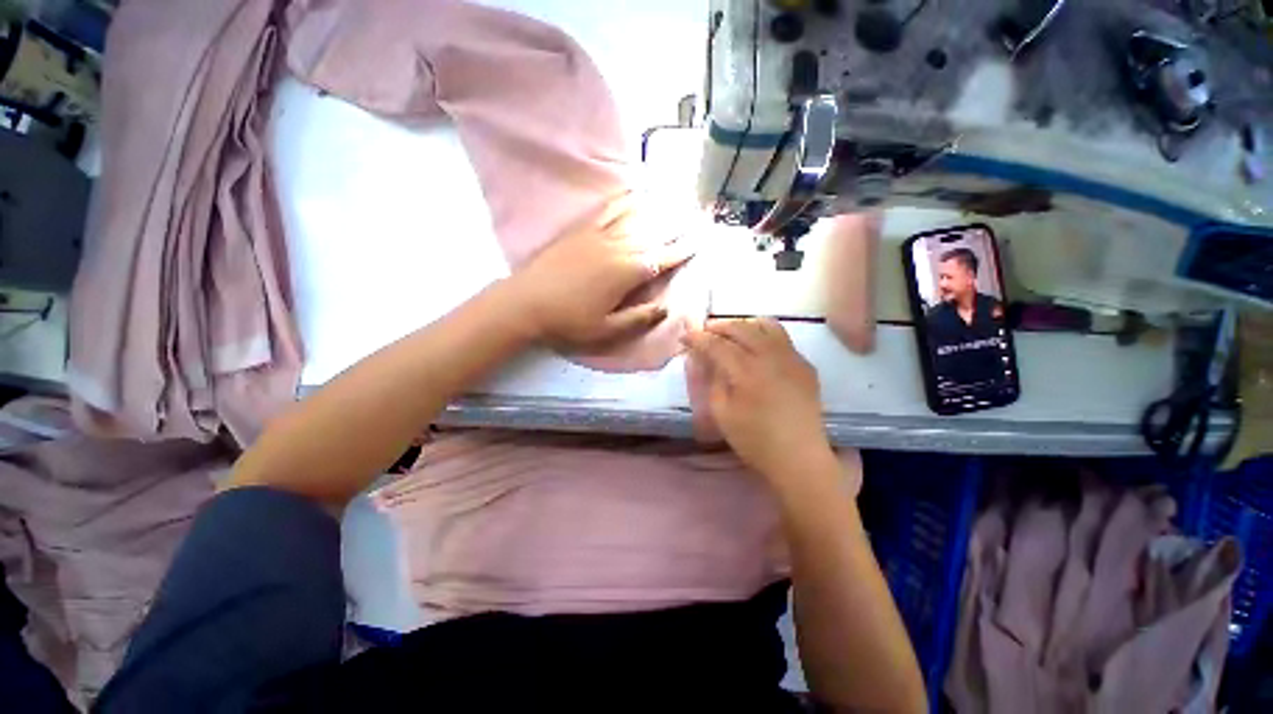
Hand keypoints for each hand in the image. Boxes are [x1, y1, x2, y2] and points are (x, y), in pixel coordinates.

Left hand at [509, 195, 694, 350]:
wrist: (525, 303)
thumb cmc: (568, 321)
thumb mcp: (607, 330)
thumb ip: (640, 318)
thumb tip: (667, 308)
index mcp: (627, 272)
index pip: (663, 257)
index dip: (683, 249)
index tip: (701, 239)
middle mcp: (618, 247)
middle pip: (654, 233)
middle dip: (679, 225)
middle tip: (699, 215)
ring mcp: (598, 234)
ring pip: (635, 217)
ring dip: (658, 209)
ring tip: (677, 200)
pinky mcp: (582, 230)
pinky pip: (609, 209)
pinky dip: (626, 201)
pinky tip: (635, 194)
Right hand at [683, 318, 835, 485]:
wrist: (799, 457)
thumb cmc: (754, 440)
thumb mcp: (721, 413)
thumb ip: (712, 380)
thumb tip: (706, 359)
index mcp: (747, 371)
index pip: (717, 344)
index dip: (698, 338)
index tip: (685, 336)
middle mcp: (771, 356)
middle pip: (741, 328)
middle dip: (719, 326)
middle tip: (705, 331)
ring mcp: (792, 358)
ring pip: (766, 325)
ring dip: (744, 324)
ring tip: (731, 333)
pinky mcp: (805, 365)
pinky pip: (782, 338)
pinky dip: (764, 334)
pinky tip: (757, 347)